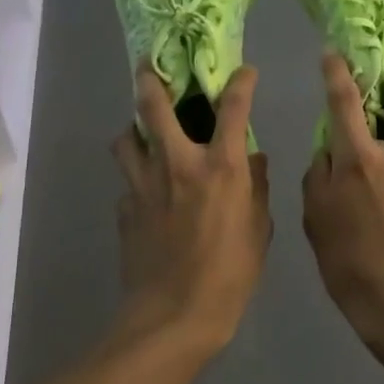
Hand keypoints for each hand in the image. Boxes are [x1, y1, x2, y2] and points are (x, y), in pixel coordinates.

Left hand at [112, 65, 271, 354]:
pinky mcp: (124, 208)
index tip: (245, 71)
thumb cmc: (229, 274)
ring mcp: (144, 185)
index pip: (233, 107)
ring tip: (141, 135)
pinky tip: (146, 194)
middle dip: (150, 79)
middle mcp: (178, 164)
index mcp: (220, 167)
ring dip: (133, 131)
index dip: (241, 82)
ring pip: (125, 140)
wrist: (173, 317)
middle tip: (149, 66)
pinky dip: (136, 179)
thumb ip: (256, 188)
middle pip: (154, 107)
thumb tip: (253, 160)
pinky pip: (127, 182)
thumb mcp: (259, 230)